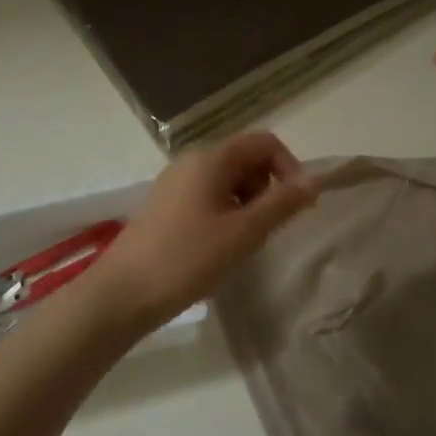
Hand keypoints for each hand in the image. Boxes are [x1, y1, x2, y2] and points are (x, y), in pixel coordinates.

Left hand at [88, 131, 316, 331]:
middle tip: (268, 227)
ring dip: (248, 201)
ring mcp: (176, 182)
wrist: (122, 293)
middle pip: (246, 157)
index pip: (265, 142)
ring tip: (245, 240)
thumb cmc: (187, 259)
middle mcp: (192, 160)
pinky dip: (226, 210)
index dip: (289, 168)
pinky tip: (220, 245)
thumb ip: (281, 204)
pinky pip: (208, 194)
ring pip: (228, 178)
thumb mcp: (243, 233)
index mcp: (212, 158)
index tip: (297, 205)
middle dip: (268, 186)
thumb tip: (314, 181)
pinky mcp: (166, 204)